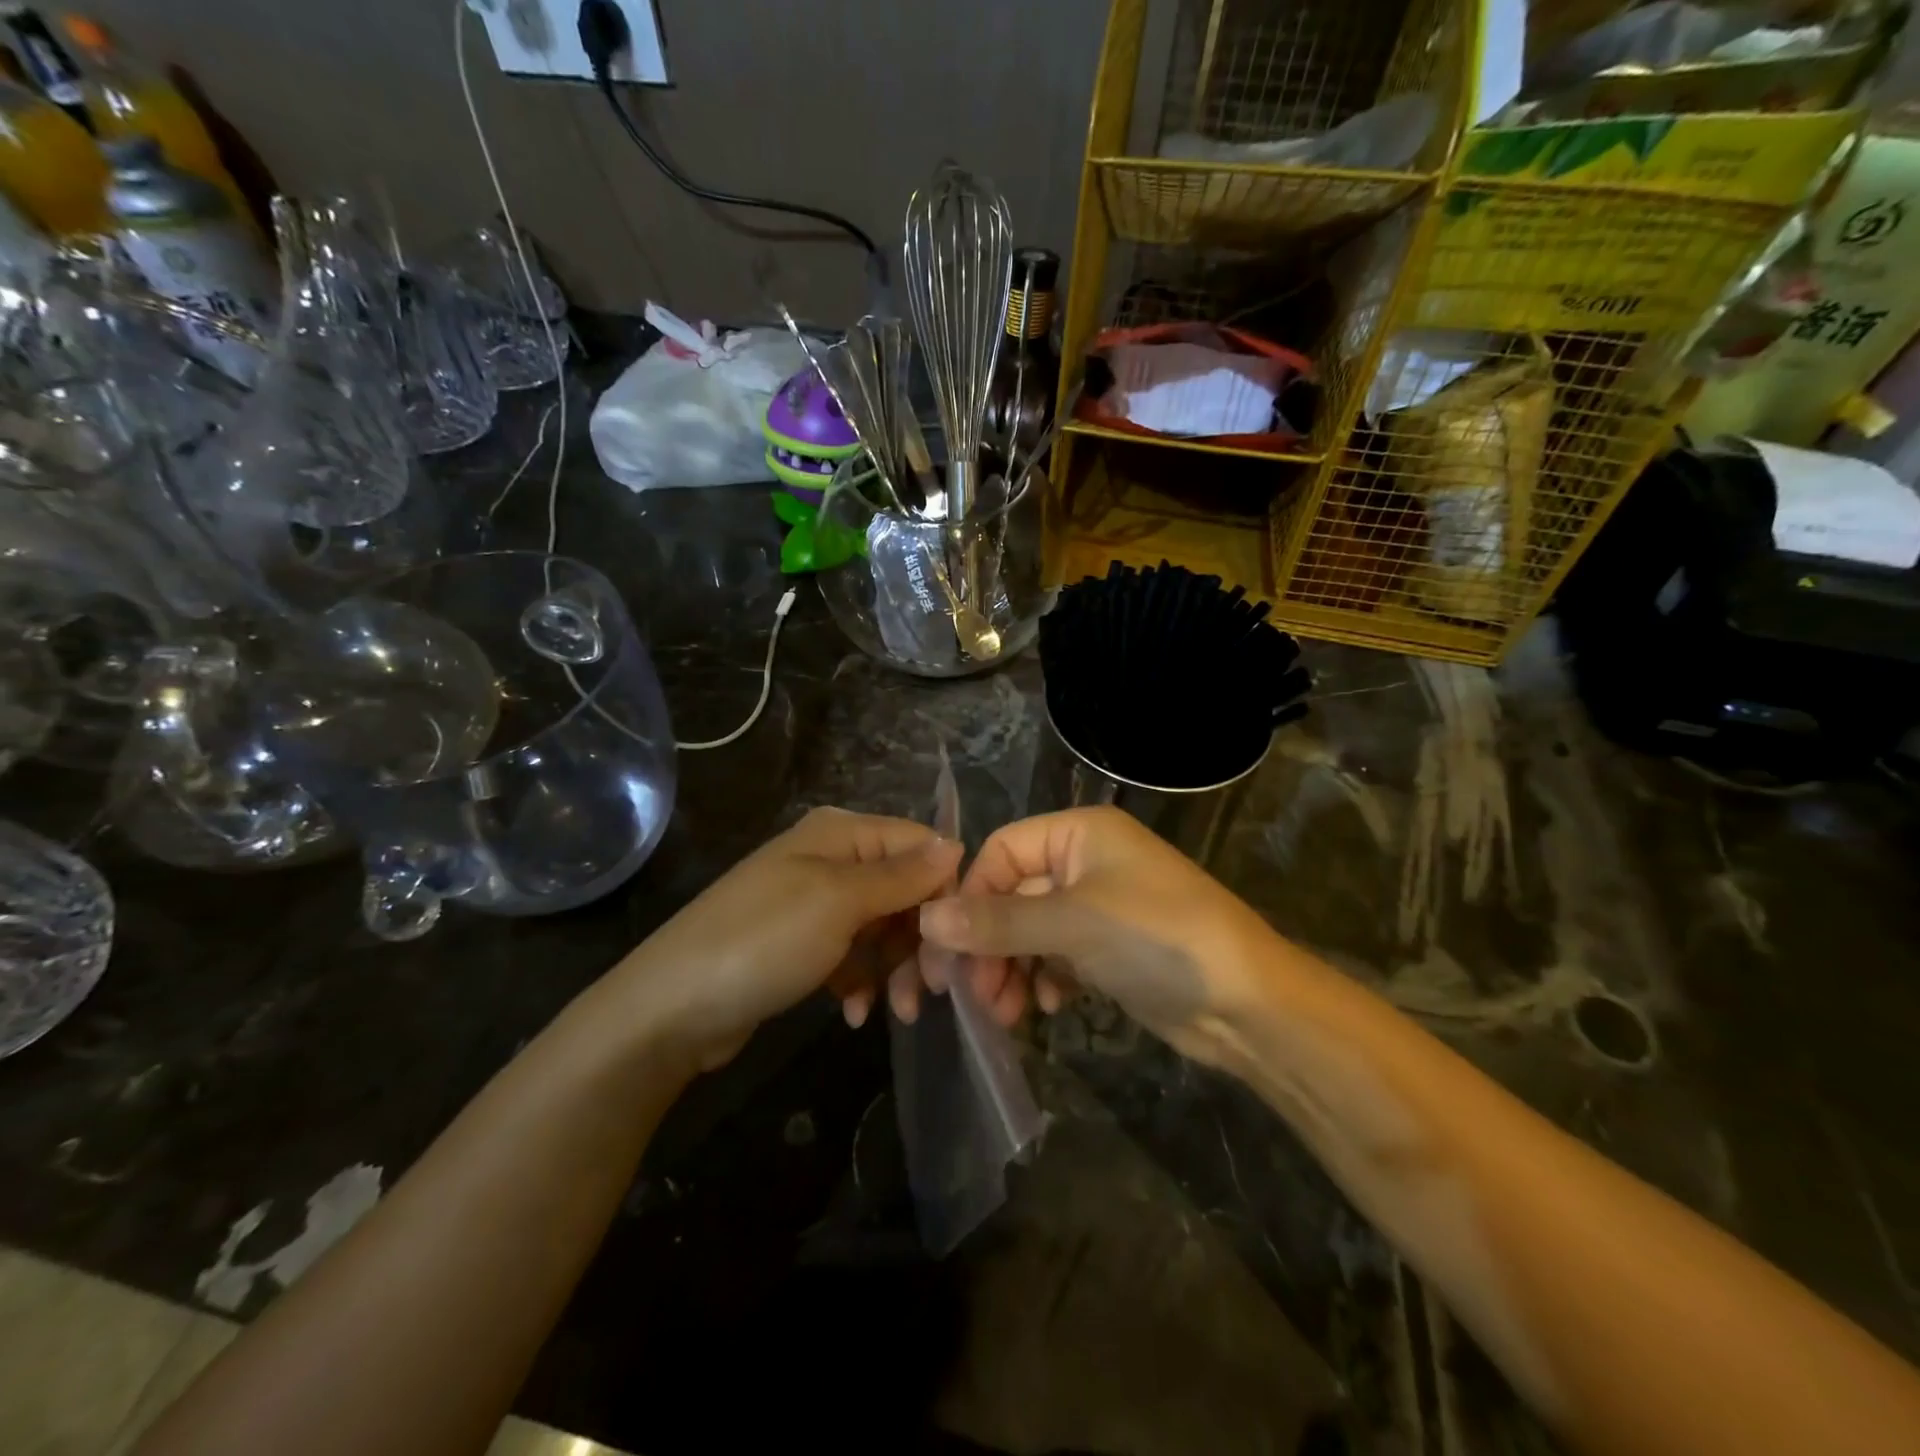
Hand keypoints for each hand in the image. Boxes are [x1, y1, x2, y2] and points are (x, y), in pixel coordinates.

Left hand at [609, 807, 961, 1070]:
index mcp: (840, 833)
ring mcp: (813, 904)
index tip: (956, 942)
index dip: (943, 889)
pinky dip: (861, 982)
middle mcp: (830, 859)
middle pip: (904, 889)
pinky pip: (852, 955)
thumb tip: (956, 843)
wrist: (669, 1010)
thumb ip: (902, 874)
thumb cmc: (763, 942)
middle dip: (920, 938)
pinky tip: (855, 1014)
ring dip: (895, 968)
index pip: (919, 845)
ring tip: (898, 1012)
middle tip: (930, 988)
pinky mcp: (800, 946)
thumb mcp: (839, 902)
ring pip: (882, 927)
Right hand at [915, 806, 1290, 1065]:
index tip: (948, 947)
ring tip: (1005, 1012)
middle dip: (990, 944)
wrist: (1249, 1005)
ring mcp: (1099, 907)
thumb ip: (997, 922)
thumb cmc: (1158, 939)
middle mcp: (1087, 862)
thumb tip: (927, 919)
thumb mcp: (1072, 924)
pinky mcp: (1110, 949)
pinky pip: (1056, 956)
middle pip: (1013, 895)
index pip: (1001, 851)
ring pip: (1031, 931)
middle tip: (971, 994)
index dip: (971, 896)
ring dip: (1011, 968)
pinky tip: (1049, 1006)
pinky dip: (1044, 978)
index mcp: (1080, 833)